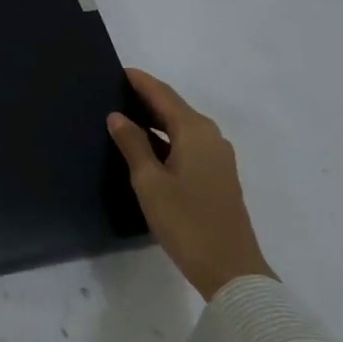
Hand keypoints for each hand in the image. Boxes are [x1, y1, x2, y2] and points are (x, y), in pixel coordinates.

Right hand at [108, 68, 275, 300]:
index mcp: (195, 132)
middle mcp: (210, 137)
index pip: (162, 94)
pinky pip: (187, 143)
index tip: (115, 70)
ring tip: (122, 116)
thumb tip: (117, 116)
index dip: (139, 81)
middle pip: (174, 107)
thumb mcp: (149, 182)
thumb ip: (132, 144)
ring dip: (154, 118)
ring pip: (180, 126)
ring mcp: (217, 157)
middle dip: (145, 97)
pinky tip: (144, 146)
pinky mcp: (217, 176)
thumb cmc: (186, 222)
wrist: (231, 271)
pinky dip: (165, 137)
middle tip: (111, 91)